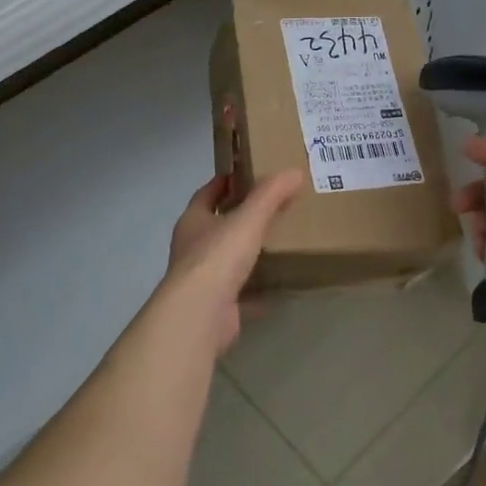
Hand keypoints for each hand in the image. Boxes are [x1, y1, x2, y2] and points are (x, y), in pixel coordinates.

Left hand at [159, 170, 304, 355]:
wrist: (202, 313)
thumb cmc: (218, 256)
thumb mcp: (248, 219)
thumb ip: (270, 195)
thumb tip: (294, 172)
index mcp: (193, 221)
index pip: (206, 194)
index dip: (222, 183)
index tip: (243, 174)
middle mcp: (192, 248)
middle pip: (215, 226)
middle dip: (237, 217)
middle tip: (269, 207)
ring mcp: (202, 279)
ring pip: (226, 259)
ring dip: (245, 252)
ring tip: (276, 242)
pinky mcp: (216, 305)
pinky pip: (240, 291)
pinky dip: (256, 288)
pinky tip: (278, 285)